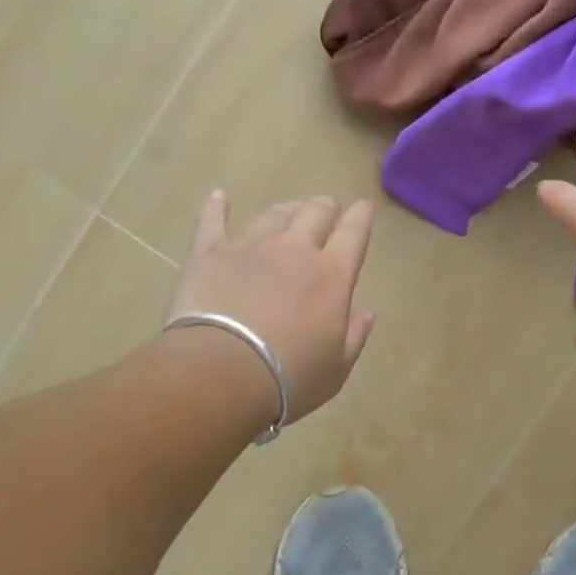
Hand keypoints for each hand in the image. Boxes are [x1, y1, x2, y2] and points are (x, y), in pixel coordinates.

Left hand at [166, 192, 375, 424]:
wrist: (222, 372)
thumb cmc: (289, 378)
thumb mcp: (336, 368)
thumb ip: (354, 336)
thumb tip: (366, 314)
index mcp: (332, 276)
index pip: (354, 234)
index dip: (361, 217)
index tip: (365, 207)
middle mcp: (295, 251)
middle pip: (315, 214)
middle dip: (325, 208)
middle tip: (326, 209)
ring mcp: (250, 247)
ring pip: (273, 215)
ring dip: (286, 210)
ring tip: (288, 210)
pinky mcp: (209, 253)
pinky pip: (213, 221)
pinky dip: (216, 207)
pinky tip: (219, 196)